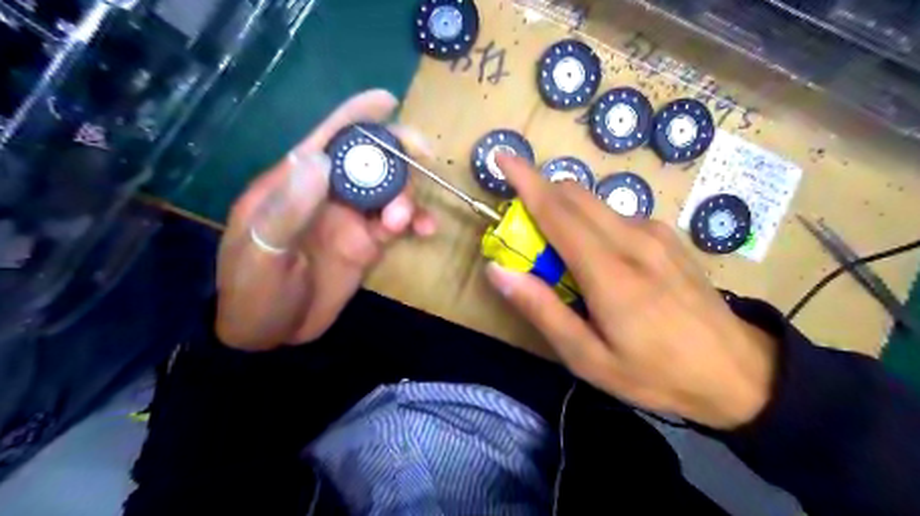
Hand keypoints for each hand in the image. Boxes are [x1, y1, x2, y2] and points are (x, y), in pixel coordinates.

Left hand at [214, 90, 435, 351]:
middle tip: (422, 157)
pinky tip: (425, 231)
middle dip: (397, 153)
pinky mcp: (367, 244)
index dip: (356, 116)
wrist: (270, 334)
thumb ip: (289, 208)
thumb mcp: (262, 253)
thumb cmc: (253, 292)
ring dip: (407, 197)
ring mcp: (351, 220)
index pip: (327, 139)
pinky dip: (416, 222)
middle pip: (369, 160)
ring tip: (402, 223)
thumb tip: (320, 157)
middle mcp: (328, 195)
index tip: (387, 101)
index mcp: (295, 184)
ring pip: (390, 192)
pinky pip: (398, 224)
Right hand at [485, 154, 770, 429]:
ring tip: (563, 259)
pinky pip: (616, 216)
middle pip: (575, 195)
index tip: (501, 156)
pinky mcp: (668, 237)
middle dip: (541, 196)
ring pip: (595, 203)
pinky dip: (591, 224)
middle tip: (525, 234)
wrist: (739, 373)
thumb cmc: (657, 374)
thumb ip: (541, 310)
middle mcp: (634, 239)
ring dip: (566, 213)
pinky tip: (600, 261)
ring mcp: (656, 234)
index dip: (525, 180)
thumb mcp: (588, 358)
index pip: (557, 211)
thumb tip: (498, 270)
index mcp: (611, 272)